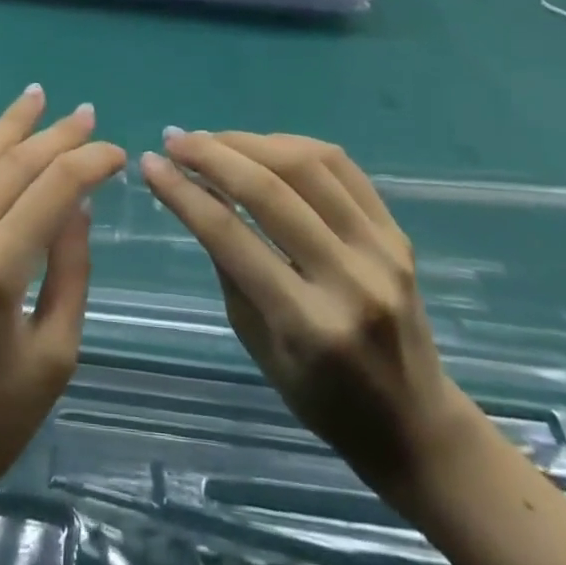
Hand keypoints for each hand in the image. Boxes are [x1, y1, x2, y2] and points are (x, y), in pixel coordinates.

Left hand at [0, 87, 125, 526]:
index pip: (55, 188)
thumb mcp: (51, 360)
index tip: (117, 153)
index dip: (90, 161)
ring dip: (7, 126)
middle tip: (86, 115)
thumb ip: (69, 275)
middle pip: (15, 164)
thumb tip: (77, 208)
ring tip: (36, 98)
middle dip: (56, 136)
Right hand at [142, 130, 474, 495]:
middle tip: (175, 141)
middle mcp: (350, 280)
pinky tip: (262, 146)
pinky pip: (342, 167)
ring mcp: (382, 251)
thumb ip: (230, 266)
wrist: (416, 424)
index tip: (150, 163)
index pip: (231, 237)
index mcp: (308, 324)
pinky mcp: (397, 234)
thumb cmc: (323, 399)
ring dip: (250, 142)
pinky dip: (293, 145)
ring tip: (212, 140)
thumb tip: (198, 193)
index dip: (183, 192)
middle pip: (270, 190)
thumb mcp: (258, 345)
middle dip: (212, 155)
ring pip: (307, 165)